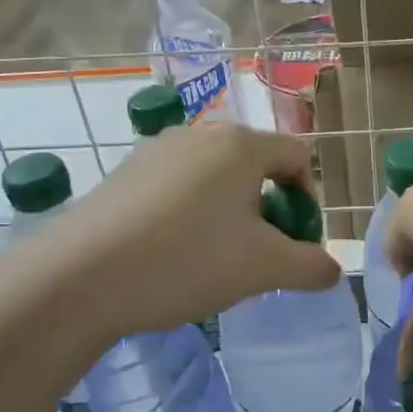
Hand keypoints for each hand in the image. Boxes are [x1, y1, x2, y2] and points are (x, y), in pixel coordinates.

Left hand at [38, 122, 339, 336]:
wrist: (79, 278)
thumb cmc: (186, 260)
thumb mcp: (264, 269)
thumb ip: (312, 266)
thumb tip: (333, 269)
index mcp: (241, 145)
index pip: (298, 156)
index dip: (308, 199)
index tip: (295, 241)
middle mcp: (200, 134)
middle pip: (256, 165)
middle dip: (268, 209)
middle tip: (258, 254)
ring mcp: (156, 150)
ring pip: (215, 177)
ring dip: (230, 213)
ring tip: (215, 259)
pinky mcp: (124, 173)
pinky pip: (178, 186)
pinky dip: (191, 214)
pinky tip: (171, 255)